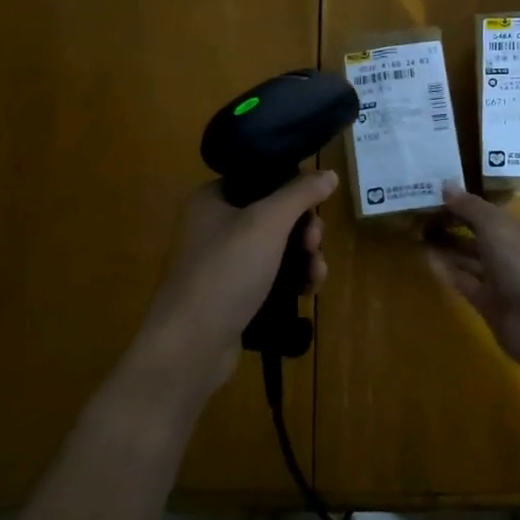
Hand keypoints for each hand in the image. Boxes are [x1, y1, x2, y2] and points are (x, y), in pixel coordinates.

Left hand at [132, 172, 338, 403]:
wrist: (190, 346)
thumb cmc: (226, 272)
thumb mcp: (267, 223)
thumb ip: (300, 194)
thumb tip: (329, 173)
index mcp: (212, 199)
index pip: (261, 180)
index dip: (293, 190)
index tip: (316, 207)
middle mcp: (214, 226)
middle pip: (274, 215)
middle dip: (304, 230)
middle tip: (314, 244)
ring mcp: (223, 263)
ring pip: (277, 248)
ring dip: (305, 257)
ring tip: (316, 275)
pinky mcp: (233, 295)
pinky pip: (271, 277)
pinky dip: (292, 280)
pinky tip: (308, 290)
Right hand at [424, 184, 519, 367]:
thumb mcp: (496, 225)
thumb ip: (470, 206)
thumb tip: (446, 185)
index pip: (494, 214)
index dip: (468, 205)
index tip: (439, 197)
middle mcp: (517, 253)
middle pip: (482, 236)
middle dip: (456, 226)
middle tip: (423, 216)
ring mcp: (504, 280)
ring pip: (472, 260)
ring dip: (448, 248)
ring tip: (418, 234)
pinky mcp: (490, 304)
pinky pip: (465, 282)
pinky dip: (447, 271)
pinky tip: (425, 258)